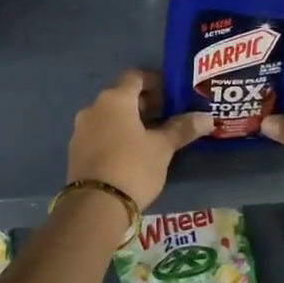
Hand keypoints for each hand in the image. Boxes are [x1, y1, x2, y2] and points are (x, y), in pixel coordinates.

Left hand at [67, 70, 212, 209]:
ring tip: (154, 136)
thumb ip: (182, 128)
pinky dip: (117, 136)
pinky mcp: (76, 151)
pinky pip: (101, 134)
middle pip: (123, 96)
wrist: (95, 206)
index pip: (136, 77)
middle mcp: (93, 108)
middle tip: (170, 115)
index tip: (174, 93)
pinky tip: (133, 153)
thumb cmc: (133, 167)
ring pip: (111, 116)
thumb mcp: (162, 148)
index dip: (156, 81)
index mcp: (114, 99)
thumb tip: (207, 118)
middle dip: (146, 104)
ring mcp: (81, 130)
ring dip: (131, 121)